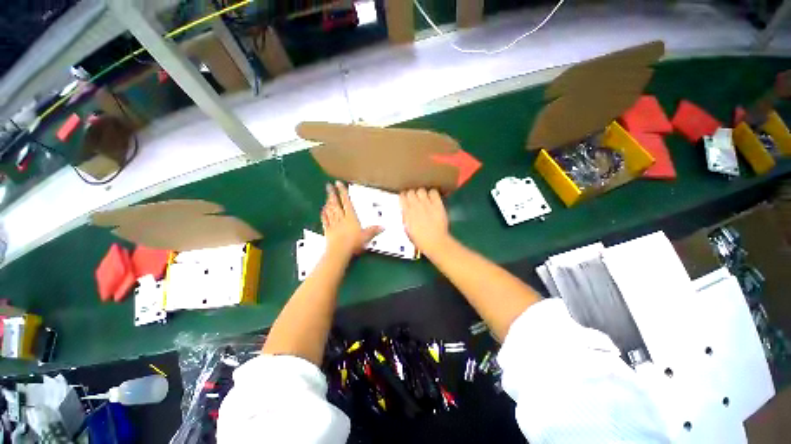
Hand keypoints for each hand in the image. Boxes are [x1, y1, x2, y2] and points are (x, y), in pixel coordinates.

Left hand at [322, 181, 381, 259]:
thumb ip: (374, 230)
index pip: (346, 201)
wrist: (339, 251)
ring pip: (330, 210)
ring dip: (328, 202)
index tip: (339, 184)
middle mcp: (341, 218)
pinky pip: (325, 220)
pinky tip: (322, 210)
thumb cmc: (353, 242)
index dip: (343, 192)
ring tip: (327, 196)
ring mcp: (333, 224)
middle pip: (336, 204)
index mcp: (351, 217)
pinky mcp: (328, 231)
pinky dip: (323, 214)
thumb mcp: (367, 236)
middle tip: (328, 186)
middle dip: (332, 194)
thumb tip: (383, 227)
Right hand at [400, 189, 450, 255]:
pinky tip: (433, 199)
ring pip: (421, 190)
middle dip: (412, 194)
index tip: (406, 199)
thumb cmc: (420, 239)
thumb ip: (406, 217)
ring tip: (424, 198)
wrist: (435, 242)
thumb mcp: (407, 228)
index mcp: (407, 212)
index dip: (404, 197)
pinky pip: (433, 192)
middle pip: (411, 191)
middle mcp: (415, 205)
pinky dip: (432, 194)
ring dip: (422, 193)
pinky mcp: (437, 204)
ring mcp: (427, 204)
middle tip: (416, 199)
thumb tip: (406, 211)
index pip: (402, 196)